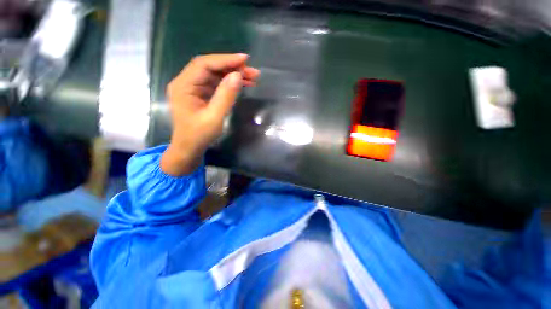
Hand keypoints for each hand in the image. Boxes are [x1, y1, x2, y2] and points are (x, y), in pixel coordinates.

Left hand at [161, 53, 259, 175]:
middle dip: (232, 67)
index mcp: (184, 86)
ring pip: (215, 75)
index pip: (204, 65)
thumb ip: (225, 96)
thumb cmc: (199, 135)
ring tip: (252, 78)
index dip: (225, 60)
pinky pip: (216, 84)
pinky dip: (229, 84)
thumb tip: (237, 76)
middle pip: (210, 67)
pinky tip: (242, 85)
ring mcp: (194, 88)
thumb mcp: (214, 117)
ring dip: (233, 75)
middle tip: (253, 72)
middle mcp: (186, 83)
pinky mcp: (201, 95)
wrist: (189, 148)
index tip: (245, 60)